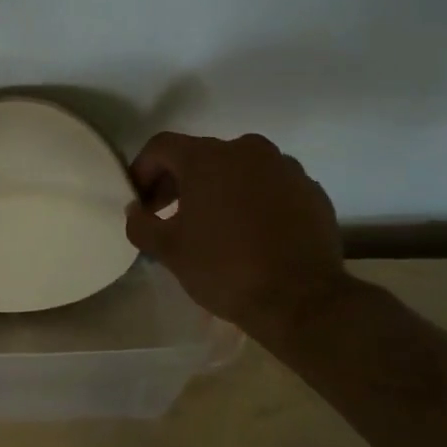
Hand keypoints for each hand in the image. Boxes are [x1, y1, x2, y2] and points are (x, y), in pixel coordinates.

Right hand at [124, 132, 345, 345]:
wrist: (302, 300)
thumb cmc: (224, 269)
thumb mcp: (168, 251)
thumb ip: (141, 224)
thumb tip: (136, 211)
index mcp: (207, 158)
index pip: (162, 147)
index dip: (143, 170)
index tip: (141, 202)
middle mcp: (247, 150)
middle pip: (201, 155)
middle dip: (179, 182)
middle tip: (169, 216)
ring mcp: (284, 168)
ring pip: (238, 169)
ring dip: (219, 189)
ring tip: (213, 225)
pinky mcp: (310, 190)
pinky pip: (270, 186)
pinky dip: (253, 200)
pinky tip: (250, 233)